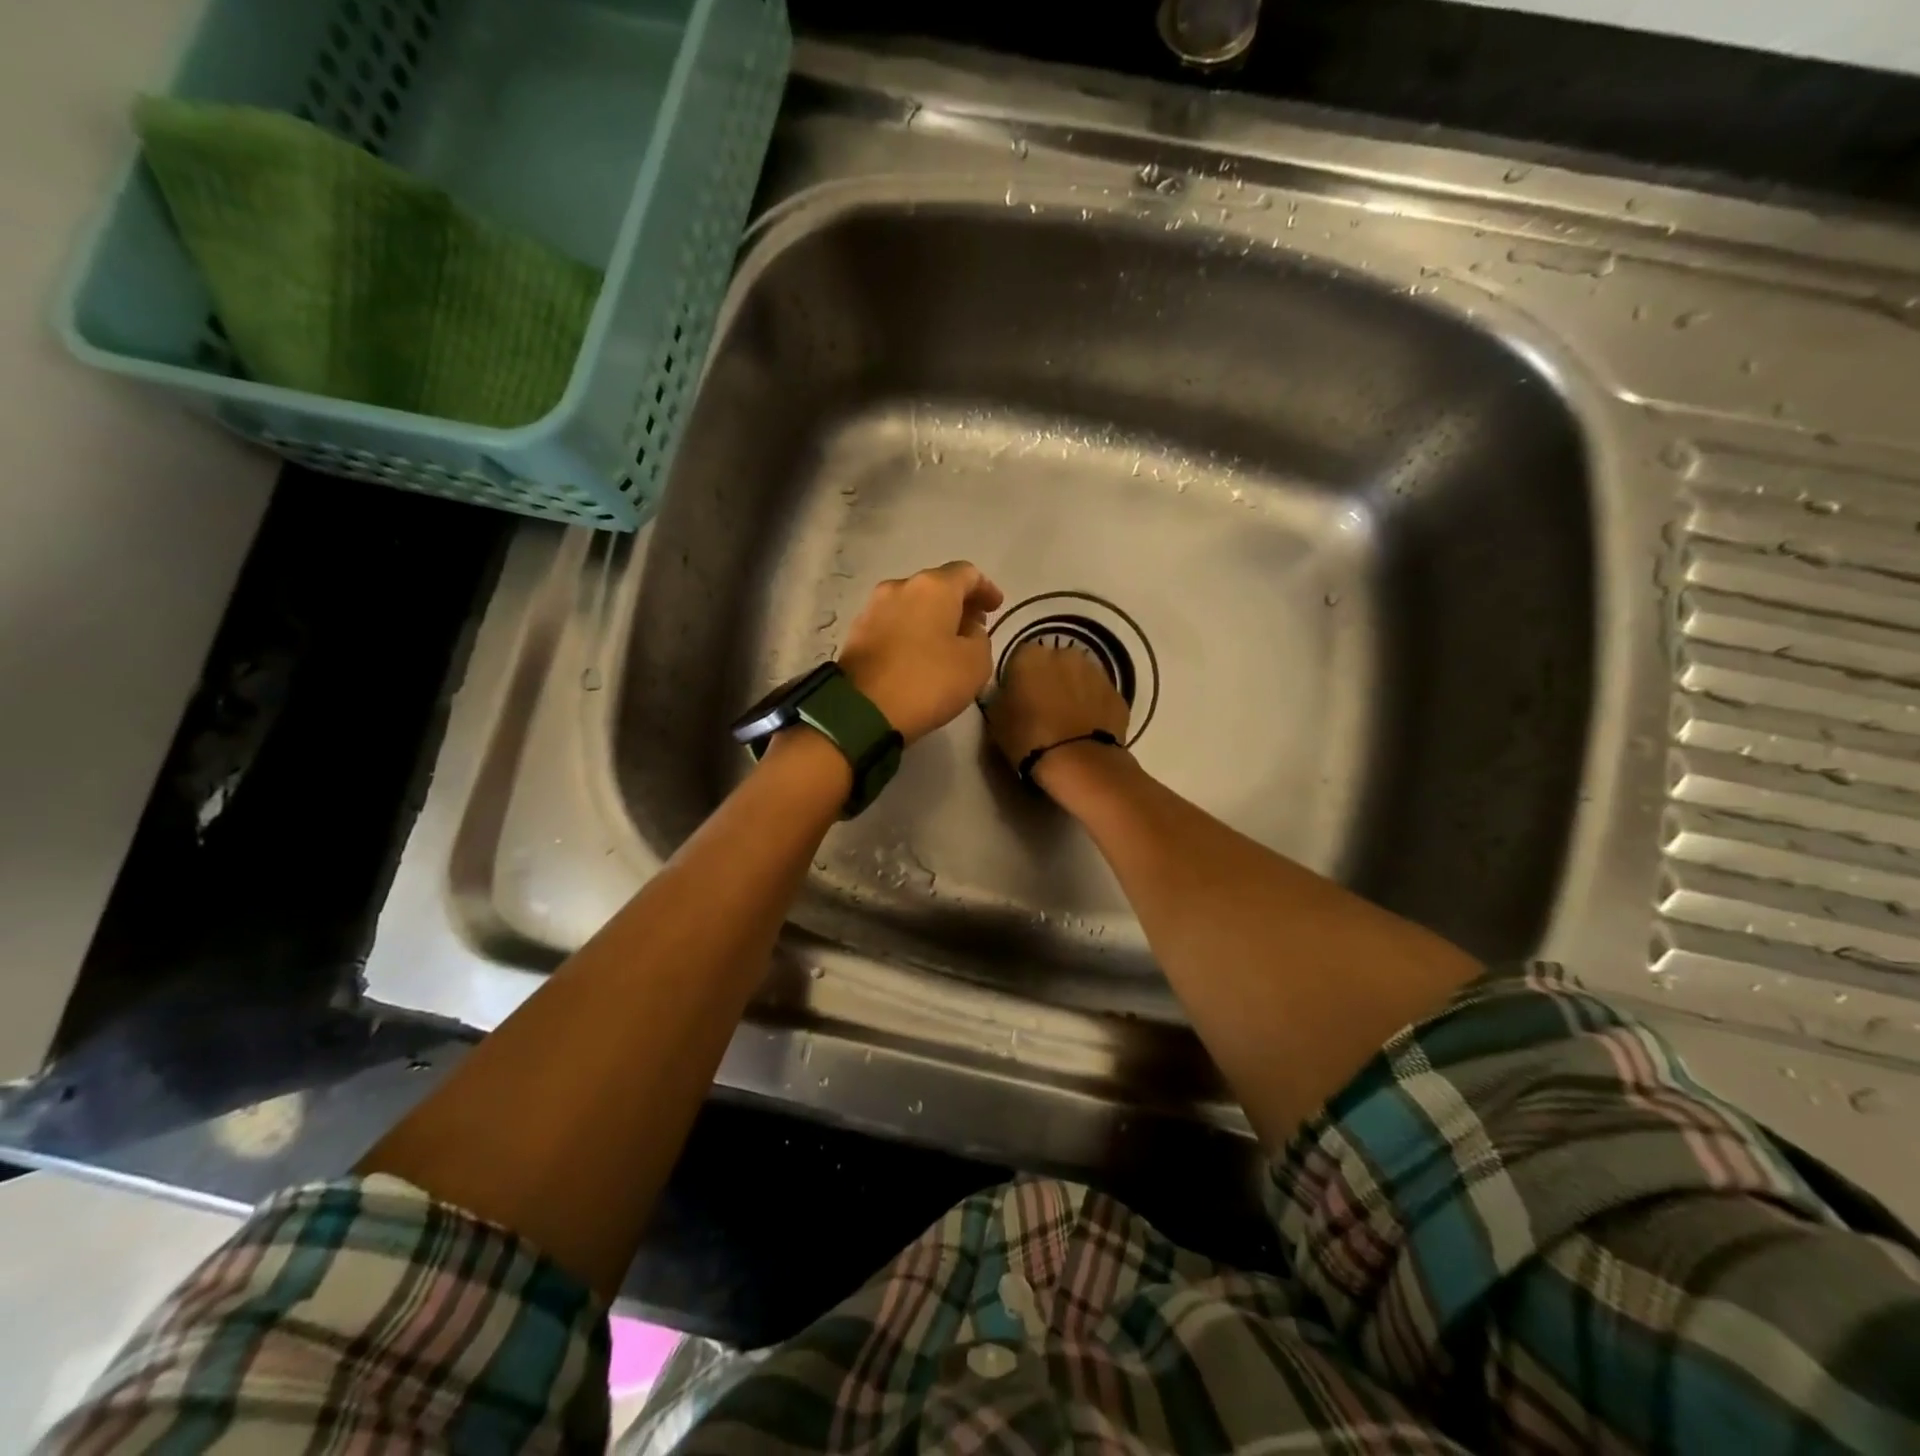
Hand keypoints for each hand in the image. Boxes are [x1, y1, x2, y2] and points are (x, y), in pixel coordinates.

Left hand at [836, 562, 1004, 744]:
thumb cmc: (927, 681)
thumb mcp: (975, 664)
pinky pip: (893, 623)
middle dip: (957, 603)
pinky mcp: (856, 632)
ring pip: (912, 604)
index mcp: (933, 587)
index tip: (996, 606)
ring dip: (931, 617)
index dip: (986, 589)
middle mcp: (900, 586)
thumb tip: (966, 629)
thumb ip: (980, 638)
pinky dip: (910, 631)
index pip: (967, 574)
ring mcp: (873, 608)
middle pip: (936, 586)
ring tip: (946, 642)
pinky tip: (918, 653)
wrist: (862, 709)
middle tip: (973, 625)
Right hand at [984, 642, 1130, 779]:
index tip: (1017, 697)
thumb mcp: (996, 719)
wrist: (1078, 762)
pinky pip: (1098, 695)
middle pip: (1054, 662)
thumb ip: (1001, 696)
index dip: (1019, 677)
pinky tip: (1086, 728)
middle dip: (1049, 678)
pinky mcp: (1116, 693)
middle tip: (1043, 707)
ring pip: (1079, 676)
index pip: (1020, 657)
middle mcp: (1065, 654)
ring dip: (1073, 690)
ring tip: (1067, 719)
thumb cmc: (1028, 739)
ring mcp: (1096, 672)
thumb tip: (1009, 692)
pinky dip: (1093, 706)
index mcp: (1031, 656)